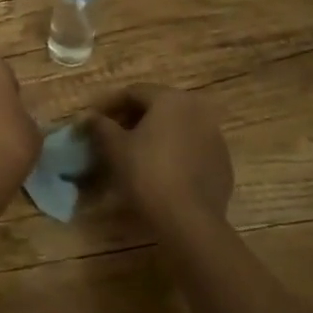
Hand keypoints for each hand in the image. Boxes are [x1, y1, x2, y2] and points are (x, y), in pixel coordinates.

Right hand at [82, 84, 233, 234]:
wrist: (189, 220)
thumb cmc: (147, 174)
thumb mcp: (115, 148)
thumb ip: (101, 126)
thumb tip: (90, 116)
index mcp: (170, 99)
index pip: (134, 92)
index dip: (110, 104)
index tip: (95, 119)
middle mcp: (196, 109)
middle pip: (158, 106)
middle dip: (134, 118)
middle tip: (113, 135)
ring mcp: (214, 135)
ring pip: (177, 127)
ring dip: (156, 134)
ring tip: (136, 154)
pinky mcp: (222, 161)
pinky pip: (192, 148)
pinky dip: (175, 152)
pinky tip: (162, 171)